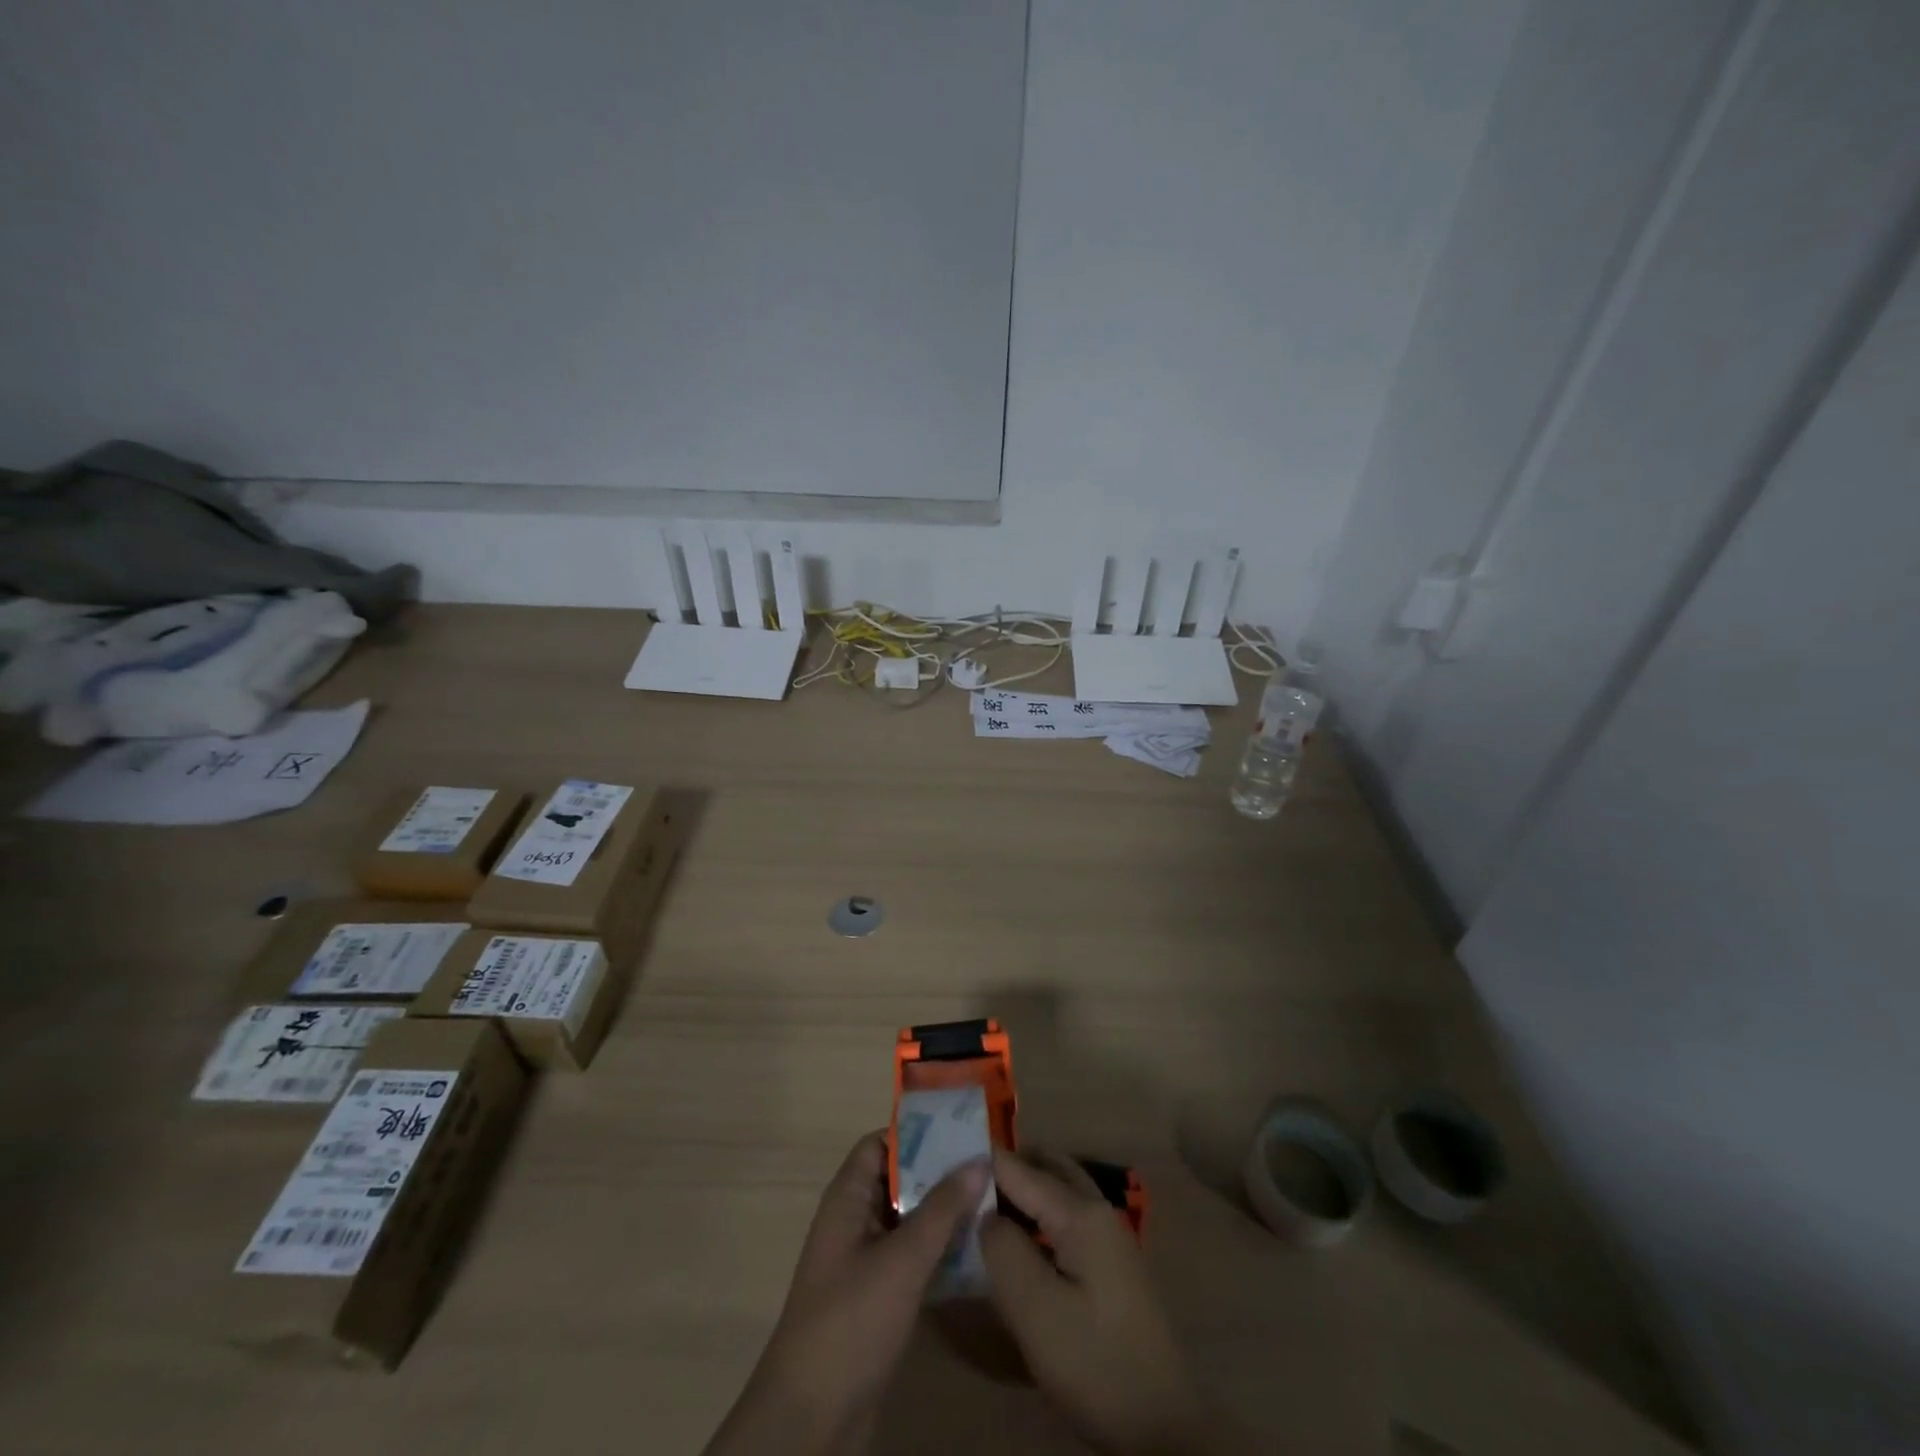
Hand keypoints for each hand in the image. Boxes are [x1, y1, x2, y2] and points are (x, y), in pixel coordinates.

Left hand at [703, 1131, 988, 1455]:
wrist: (812, 1418)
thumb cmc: (852, 1321)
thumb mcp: (902, 1260)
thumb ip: (942, 1209)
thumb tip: (979, 1159)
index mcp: (848, 1199)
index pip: (881, 1144)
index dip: (917, 1133)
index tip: (963, 1131)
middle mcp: (855, 1221)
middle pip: (900, 1180)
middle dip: (941, 1173)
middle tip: (991, 1165)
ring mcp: (866, 1261)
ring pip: (910, 1220)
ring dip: (945, 1213)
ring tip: (994, 1202)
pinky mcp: (878, 1297)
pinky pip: (913, 1257)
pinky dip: (940, 1250)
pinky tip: (978, 1252)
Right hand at [981, 1150, 1216, 1455]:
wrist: (1159, 1426)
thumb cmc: (1092, 1361)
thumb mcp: (1035, 1309)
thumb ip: (1004, 1249)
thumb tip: (985, 1214)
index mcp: (1081, 1213)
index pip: (1021, 1169)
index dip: (983, 1161)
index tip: (944, 1156)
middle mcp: (1098, 1211)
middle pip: (1047, 1168)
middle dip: (1008, 1164)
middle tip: (964, 1176)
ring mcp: (1110, 1238)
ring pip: (1060, 1191)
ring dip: (1025, 1187)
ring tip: (983, 1201)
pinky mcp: (1111, 1265)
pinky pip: (1068, 1217)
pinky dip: (1040, 1212)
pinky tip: (1019, 1238)